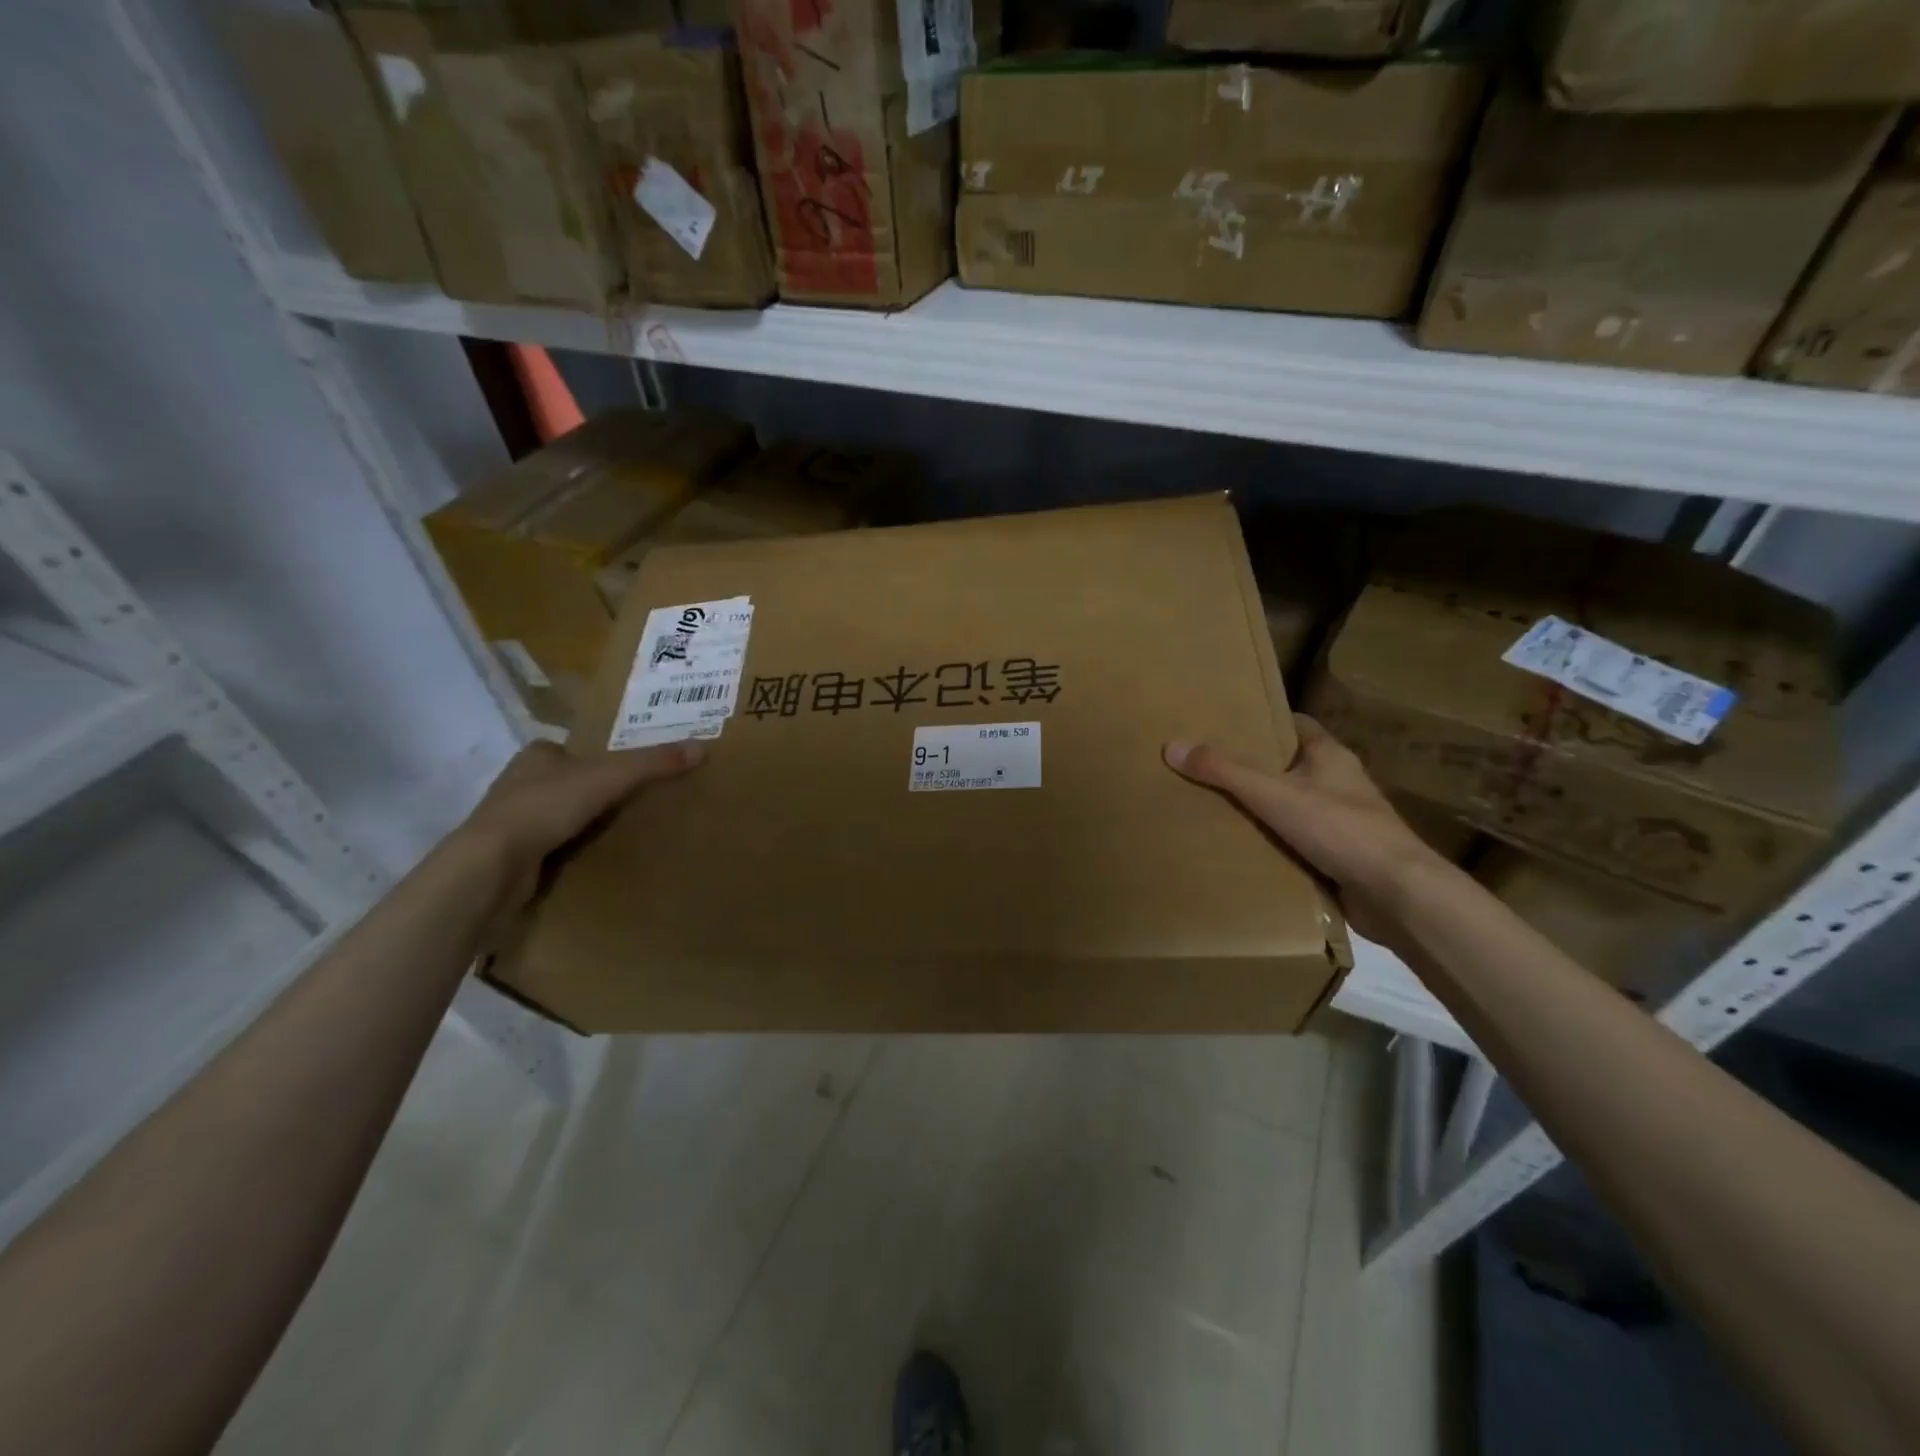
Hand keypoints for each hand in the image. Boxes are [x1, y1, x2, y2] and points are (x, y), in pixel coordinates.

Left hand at [458, 739, 704, 910]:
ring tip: (620, 834)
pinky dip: (569, 851)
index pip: (574, 750)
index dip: (600, 759)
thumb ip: (653, 763)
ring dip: (581, 824)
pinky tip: (591, 860)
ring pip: (557, 816)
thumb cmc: (546, 807)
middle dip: (594, 793)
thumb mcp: (611, 777)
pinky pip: (549, 847)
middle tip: (634, 804)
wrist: (492, 866)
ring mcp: (511, 821)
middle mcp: (518, 783)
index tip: (629, 774)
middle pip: (567, 782)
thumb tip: (701, 747)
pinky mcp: (510, 855)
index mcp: (536, 755)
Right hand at [1163, 715, 1453, 946]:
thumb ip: (1223, 771)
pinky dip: (1274, 843)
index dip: (1263, 722)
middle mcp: (1339, 783)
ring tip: (1214, 808)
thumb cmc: (1339, 828)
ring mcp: (1343, 821)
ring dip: (1262, 809)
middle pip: (1290, 766)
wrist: (1396, 894)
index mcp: (1330, 756)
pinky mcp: (1340, 856)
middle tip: (1207, 768)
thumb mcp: (1272, 794)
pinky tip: (1242, 849)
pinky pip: (1298, 841)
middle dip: (1253, 767)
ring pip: (1293, 806)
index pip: (1295, 725)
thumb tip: (1173, 746)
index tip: (1225, 725)